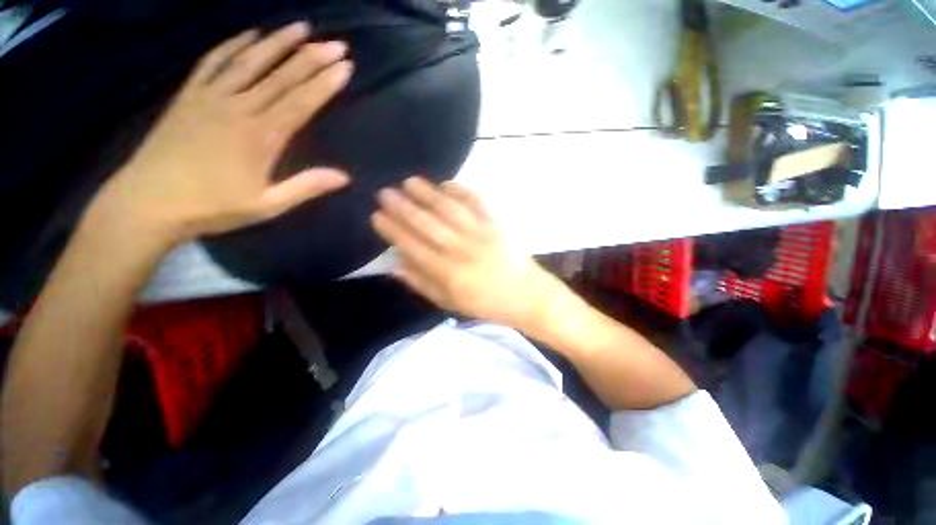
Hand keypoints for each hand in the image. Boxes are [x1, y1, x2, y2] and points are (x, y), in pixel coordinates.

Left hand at [101, 22, 351, 242]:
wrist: (149, 201)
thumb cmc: (213, 206)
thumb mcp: (268, 205)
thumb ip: (306, 187)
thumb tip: (344, 177)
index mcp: (261, 136)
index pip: (300, 102)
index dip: (324, 83)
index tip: (345, 67)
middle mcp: (238, 107)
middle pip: (281, 77)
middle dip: (312, 58)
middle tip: (336, 44)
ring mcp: (211, 96)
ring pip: (250, 61)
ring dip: (277, 42)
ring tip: (301, 26)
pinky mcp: (189, 94)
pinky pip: (213, 62)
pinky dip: (233, 45)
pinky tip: (250, 34)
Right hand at [372, 177, 562, 327]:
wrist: (527, 296)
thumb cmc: (487, 304)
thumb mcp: (450, 303)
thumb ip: (422, 283)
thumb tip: (396, 263)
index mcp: (449, 274)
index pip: (413, 246)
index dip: (393, 230)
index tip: (377, 216)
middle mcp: (462, 250)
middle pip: (428, 224)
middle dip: (403, 207)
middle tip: (384, 193)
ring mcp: (481, 233)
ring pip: (449, 209)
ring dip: (427, 193)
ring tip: (409, 182)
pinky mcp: (496, 224)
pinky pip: (475, 203)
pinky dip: (459, 191)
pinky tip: (445, 184)